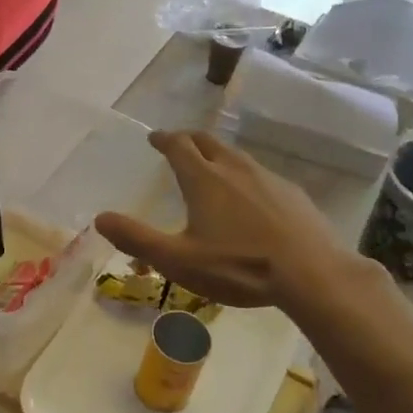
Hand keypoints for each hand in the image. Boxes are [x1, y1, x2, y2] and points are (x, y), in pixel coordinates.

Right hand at [94, 130, 352, 309]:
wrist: (313, 274)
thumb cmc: (239, 266)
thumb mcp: (179, 260)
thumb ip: (137, 239)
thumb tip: (100, 218)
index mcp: (204, 179)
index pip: (178, 145)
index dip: (164, 138)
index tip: (154, 138)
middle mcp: (235, 169)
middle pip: (208, 141)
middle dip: (189, 139)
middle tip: (178, 145)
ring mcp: (268, 178)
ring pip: (236, 156)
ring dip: (217, 156)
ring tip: (211, 169)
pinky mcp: (293, 194)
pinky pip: (261, 175)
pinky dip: (245, 177)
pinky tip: (250, 198)